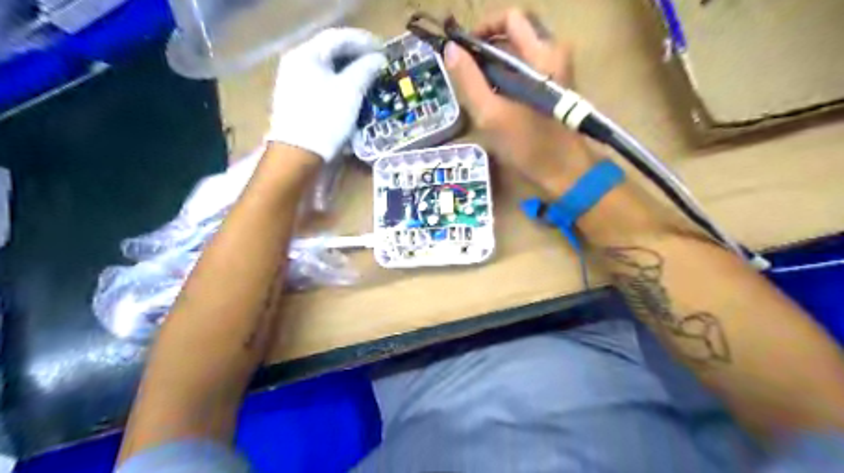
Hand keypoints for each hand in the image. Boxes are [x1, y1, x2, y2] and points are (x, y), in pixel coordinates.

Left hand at [267, 30, 388, 162]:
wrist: (299, 154)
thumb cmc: (326, 118)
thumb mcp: (350, 91)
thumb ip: (366, 69)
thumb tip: (379, 59)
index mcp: (306, 54)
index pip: (338, 37)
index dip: (363, 41)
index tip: (384, 49)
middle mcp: (296, 63)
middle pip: (330, 51)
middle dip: (357, 55)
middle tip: (379, 62)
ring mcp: (294, 81)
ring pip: (327, 68)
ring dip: (350, 69)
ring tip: (369, 75)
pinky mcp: (297, 99)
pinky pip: (322, 82)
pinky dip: (340, 82)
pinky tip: (352, 90)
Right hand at [445, 10, 594, 193]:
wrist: (564, 171)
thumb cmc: (528, 145)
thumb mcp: (491, 114)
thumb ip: (469, 80)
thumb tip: (450, 49)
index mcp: (541, 55)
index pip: (510, 18)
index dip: (483, 28)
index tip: (463, 51)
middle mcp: (552, 54)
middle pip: (514, 33)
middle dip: (487, 49)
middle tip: (468, 73)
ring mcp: (555, 71)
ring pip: (518, 53)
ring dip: (495, 66)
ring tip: (479, 91)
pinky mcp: (552, 87)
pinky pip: (525, 69)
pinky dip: (506, 77)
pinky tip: (496, 101)